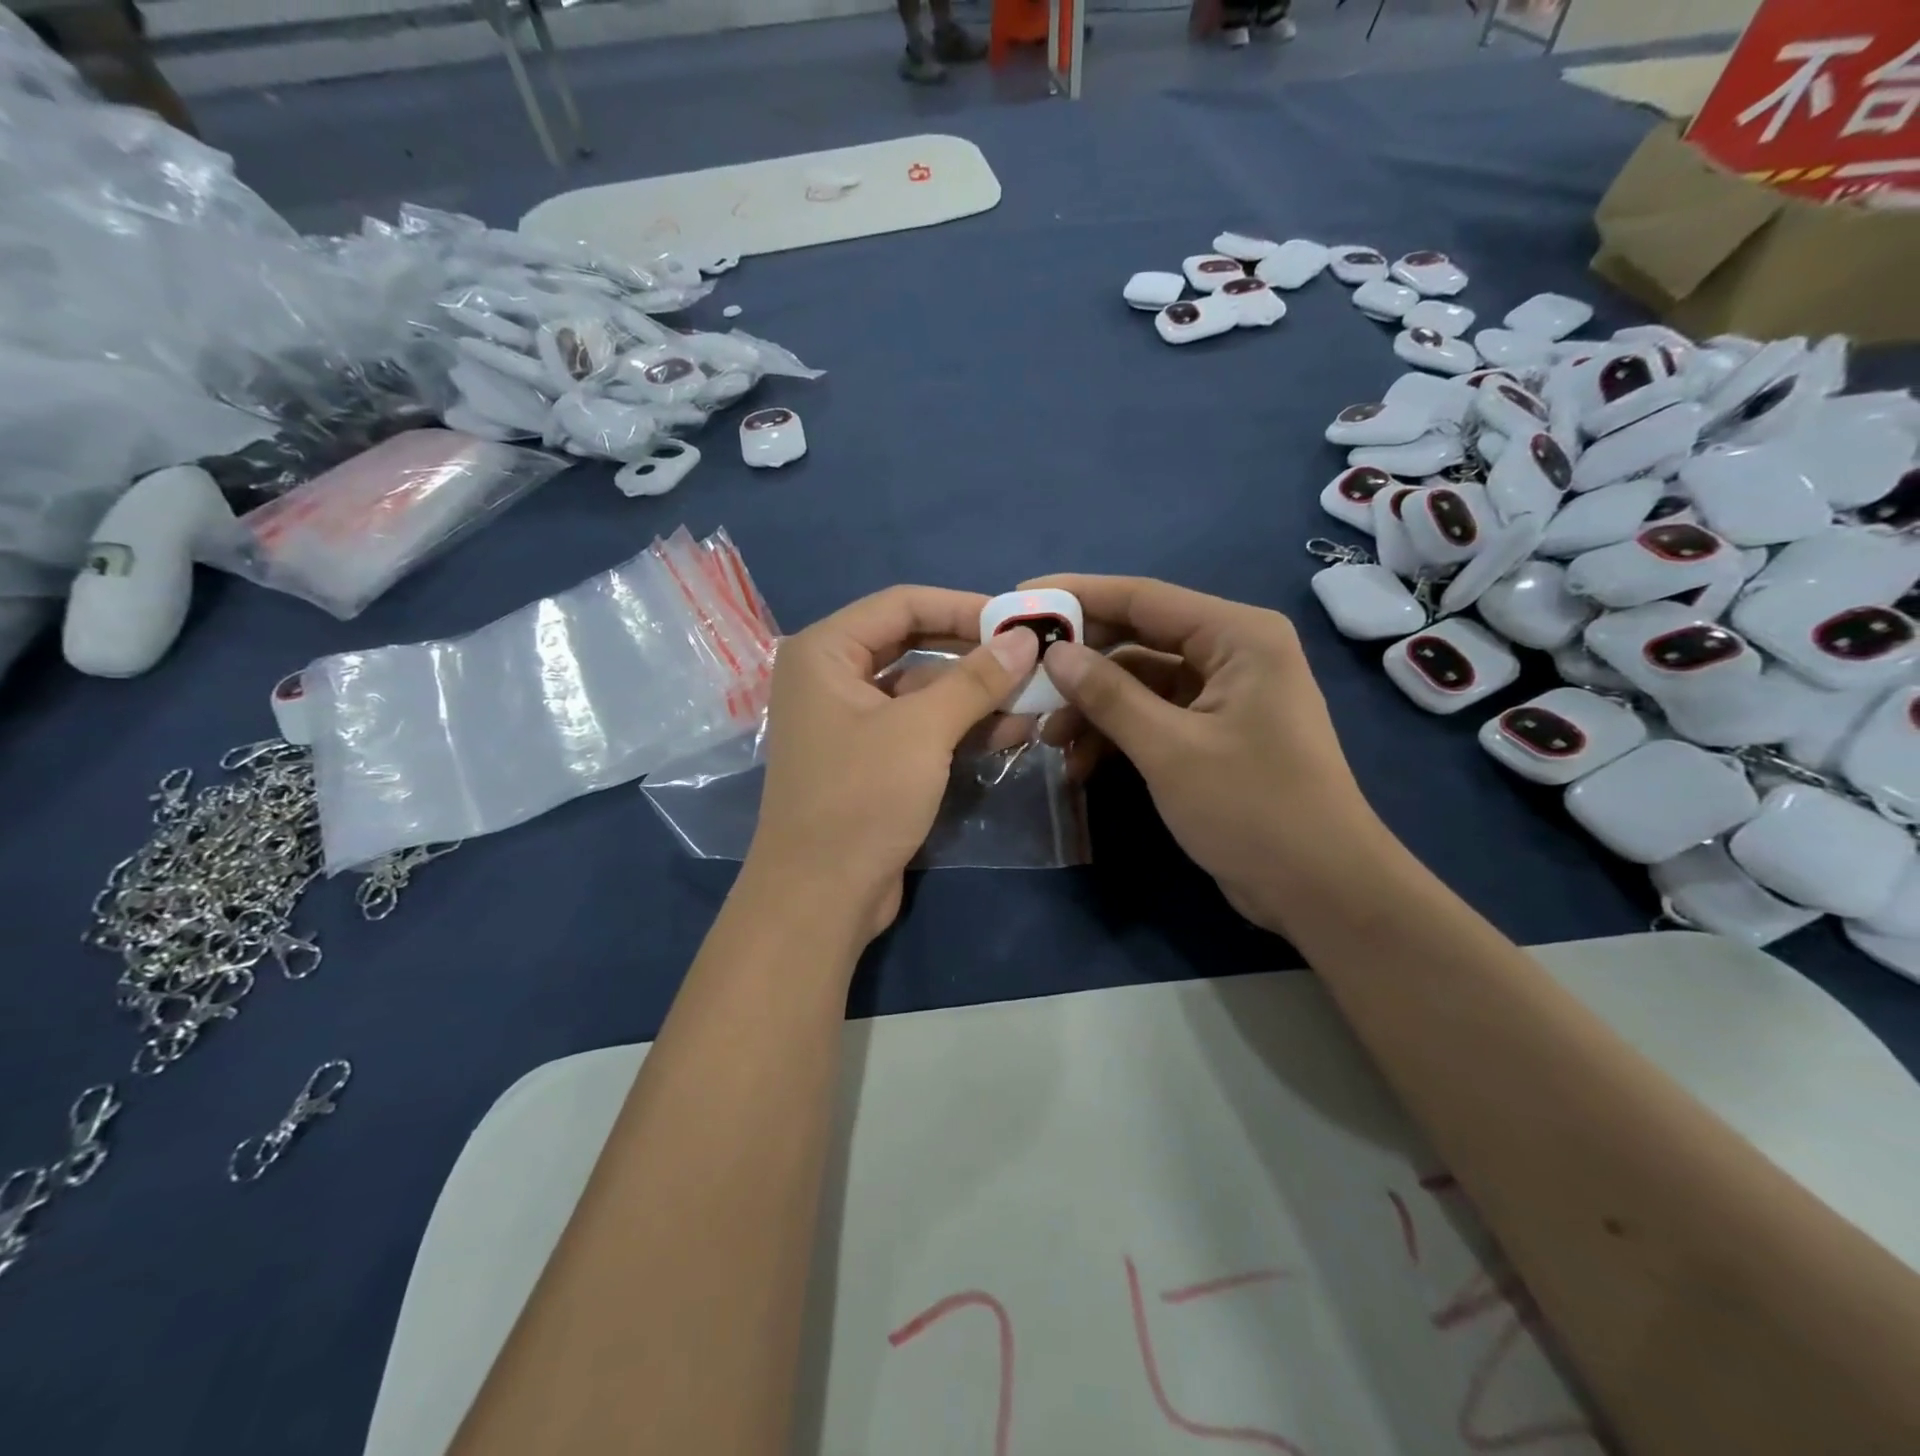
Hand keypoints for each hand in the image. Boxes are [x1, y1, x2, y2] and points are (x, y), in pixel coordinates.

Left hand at [745, 586, 1039, 940]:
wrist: (820, 897)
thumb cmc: (861, 798)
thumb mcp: (922, 731)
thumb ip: (975, 680)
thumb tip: (1024, 639)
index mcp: (824, 652)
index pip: (901, 604)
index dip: (963, 606)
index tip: (1018, 620)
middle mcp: (831, 677)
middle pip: (913, 644)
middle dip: (974, 654)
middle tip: (1031, 657)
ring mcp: (850, 721)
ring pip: (922, 690)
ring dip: (976, 695)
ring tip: (1035, 698)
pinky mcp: (870, 759)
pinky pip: (920, 727)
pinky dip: (961, 727)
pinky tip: (1012, 732)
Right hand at [1028, 574, 1388, 936]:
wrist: (1320, 889)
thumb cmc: (1253, 808)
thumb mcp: (1170, 749)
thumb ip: (1109, 696)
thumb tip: (1054, 654)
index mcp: (1237, 636)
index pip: (1143, 598)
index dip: (1078, 597)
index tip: (1020, 601)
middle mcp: (1232, 652)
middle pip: (1138, 638)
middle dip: (1081, 663)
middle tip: (1023, 677)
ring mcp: (1223, 695)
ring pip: (1140, 683)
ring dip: (1093, 707)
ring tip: (1046, 738)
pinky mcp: (1214, 733)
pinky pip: (1153, 716)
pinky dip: (1117, 734)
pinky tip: (1080, 764)